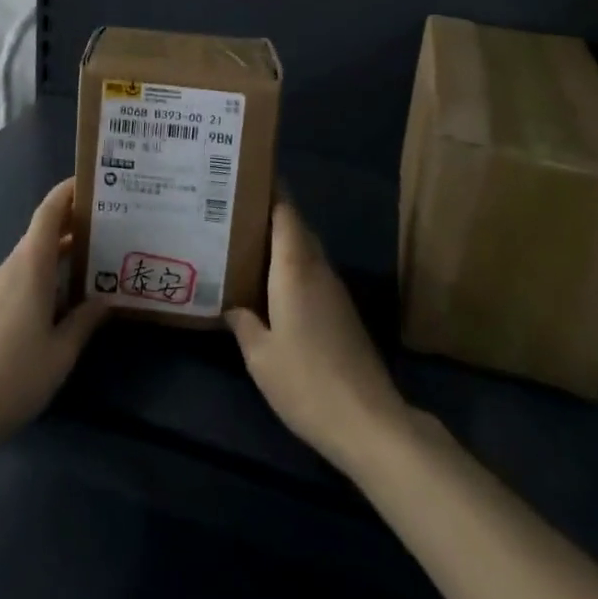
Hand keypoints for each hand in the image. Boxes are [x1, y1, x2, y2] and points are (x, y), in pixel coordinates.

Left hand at [0, 179, 106, 449]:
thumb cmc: (14, 376)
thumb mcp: (61, 351)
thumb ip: (85, 320)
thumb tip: (106, 298)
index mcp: (29, 266)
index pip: (48, 212)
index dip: (68, 192)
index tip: (92, 182)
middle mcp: (10, 268)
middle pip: (42, 234)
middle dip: (73, 226)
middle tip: (109, 227)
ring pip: (31, 258)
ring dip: (59, 255)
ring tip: (93, 264)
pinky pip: (19, 278)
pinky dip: (43, 276)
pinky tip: (61, 301)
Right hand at [227, 197, 408, 474]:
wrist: (368, 421)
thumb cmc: (306, 381)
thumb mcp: (260, 356)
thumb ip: (243, 322)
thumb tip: (230, 303)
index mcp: (295, 267)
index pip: (285, 212)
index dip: (269, 190)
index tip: (245, 177)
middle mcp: (317, 268)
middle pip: (294, 227)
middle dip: (267, 214)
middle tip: (232, 210)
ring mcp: (334, 290)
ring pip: (304, 250)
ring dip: (279, 242)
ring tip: (243, 242)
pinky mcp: (342, 312)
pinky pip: (311, 272)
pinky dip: (290, 267)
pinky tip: (269, 285)